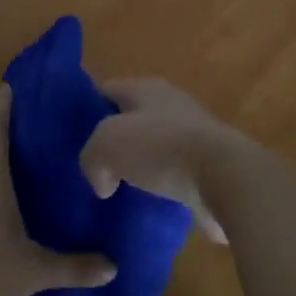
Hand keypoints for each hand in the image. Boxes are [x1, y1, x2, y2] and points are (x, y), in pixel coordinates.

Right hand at [77, 78, 260, 242]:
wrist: (225, 177)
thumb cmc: (161, 148)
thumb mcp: (106, 144)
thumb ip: (91, 158)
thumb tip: (103, 183)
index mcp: (146, 88)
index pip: (106, 91)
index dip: (86, 111)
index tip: (70, 137)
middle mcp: (172, 105)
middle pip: (132, 120)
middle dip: (114, 143)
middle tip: (93, 168)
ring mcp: (195, 136)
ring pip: (155, 149)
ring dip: (139, 168)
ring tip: (118, 191)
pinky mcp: (210, 167)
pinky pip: (176, 176)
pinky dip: (162, 189)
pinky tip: (148, 207)